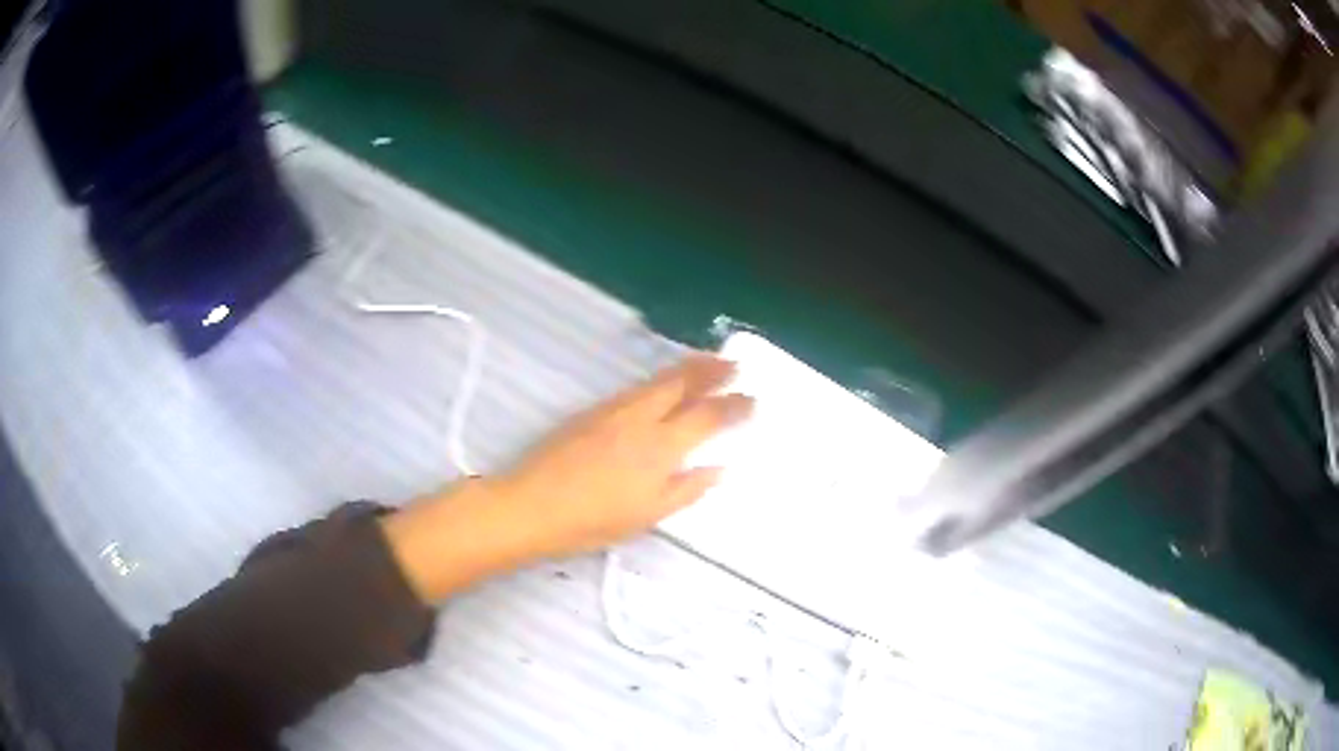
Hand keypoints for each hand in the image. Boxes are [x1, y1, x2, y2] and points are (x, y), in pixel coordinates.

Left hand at [381, 355, 753, 601]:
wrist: (530, 505)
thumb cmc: (592, 521)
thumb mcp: (647, 515)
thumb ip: (687, 489)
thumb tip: (719, 469)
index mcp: (661, 446)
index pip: (707, 416)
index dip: (734, 405)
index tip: (753, 399)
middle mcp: (641, 418)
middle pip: (682, 383)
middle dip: (711, 369)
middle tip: (734, 363)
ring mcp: (614, 410)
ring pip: (657, 380)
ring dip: (685, 369)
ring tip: (706, 363)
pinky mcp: (592, 411)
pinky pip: (636, 387)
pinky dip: (659, 380)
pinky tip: (661, 387)